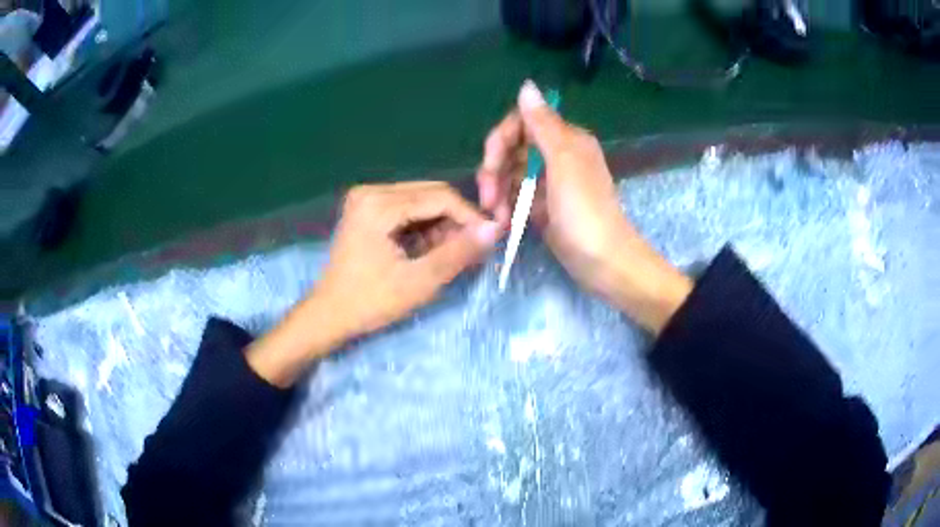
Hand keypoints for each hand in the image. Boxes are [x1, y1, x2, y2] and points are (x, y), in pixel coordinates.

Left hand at [248, 182, 501, 386]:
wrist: (329, 314)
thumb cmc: (371, 302)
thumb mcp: (420, 281)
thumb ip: (458, 253)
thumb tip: (494, 229)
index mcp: (378, 204)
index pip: (440, 196)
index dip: (470, 216)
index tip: (492, 239)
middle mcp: (371, 191)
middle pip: (431, 194)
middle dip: (456, 220)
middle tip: (474, 248)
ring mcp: (366, 198)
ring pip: (421, 201)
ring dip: (441, 224)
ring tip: (452, 254)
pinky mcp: (366, 209)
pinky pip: (407, 209)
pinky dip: (424, 227)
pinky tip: (430, 250)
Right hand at [476, 80, 691, 333]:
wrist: (603, 262)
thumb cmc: (585, 211)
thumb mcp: (563, 162)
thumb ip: (543, 124)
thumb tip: (527, 85)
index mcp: (566, 139)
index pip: (523, 123)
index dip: (501, 140)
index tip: (490, 164)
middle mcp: (558, 155)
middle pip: (513, 149)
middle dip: (495, 171)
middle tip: (488, 198)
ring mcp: (551, 182)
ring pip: (512, 174)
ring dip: (499, 192)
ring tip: (498, 217)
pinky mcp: (545, 206)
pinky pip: (518, 196)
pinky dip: (508, 207)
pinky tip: (505, 223)